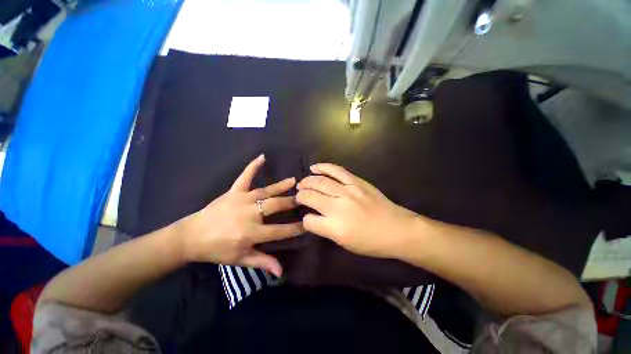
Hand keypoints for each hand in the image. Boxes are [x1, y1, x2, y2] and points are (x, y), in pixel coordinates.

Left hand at [178, 154, 303, 275]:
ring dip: (281, 186)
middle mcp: (249, 214)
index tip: (307, 223)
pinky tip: (262, 157)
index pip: (279, 230)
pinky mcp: (233, 192)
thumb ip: (262, 262)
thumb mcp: (240, 259)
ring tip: (294, 181)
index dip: (295, 228)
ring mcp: (241, 200)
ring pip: (266, 191)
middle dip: (291, 202)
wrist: (191, 237)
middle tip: (304, 197)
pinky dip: (253, 166)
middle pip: (275, 206)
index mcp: (250, 233)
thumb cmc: (217, 250)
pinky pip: (244, 177)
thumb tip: (281, 271)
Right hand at [296, 163, 419, 258]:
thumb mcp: (345, 244)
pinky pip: (336, 171)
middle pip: (311, 196)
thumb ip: (327, 229)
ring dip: (308, 181)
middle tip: (298, 195)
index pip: (309, 221)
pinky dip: (323, 167)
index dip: (306, 220)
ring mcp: (348, 191)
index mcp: (335, 228)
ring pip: (320, 182)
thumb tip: (315, 217)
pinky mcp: (356, 182)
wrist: (397, 229)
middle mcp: (338, 207)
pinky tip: (314, 167)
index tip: (307, 218)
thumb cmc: (371, 242)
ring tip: (302, 182)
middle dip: (301, 195)